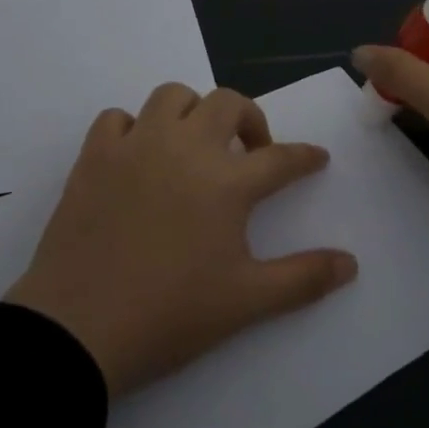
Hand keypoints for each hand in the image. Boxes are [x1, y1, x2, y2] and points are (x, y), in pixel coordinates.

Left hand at [6, 84, 354, 396]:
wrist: (77, 331)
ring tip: (196, 145)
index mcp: (226, 182)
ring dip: (194, 112)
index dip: (305, 157)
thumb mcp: (247, 302)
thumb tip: (351, 263)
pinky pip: (117, 119)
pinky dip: (133, 128)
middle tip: (253, 152)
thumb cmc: (169, 315)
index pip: (281, 158)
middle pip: (228, 104)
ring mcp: (135, 147)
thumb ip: (303, 278)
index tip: (317, 158)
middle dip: (251, 119)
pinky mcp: (93, 157)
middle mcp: (184, 149)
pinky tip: (139, 157)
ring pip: (172, 96)